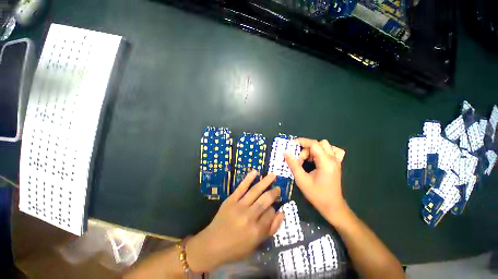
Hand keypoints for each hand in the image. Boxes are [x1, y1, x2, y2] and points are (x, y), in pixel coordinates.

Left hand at [186, 171, 283, 271]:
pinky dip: (248, 179)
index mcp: (256, 230)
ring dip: (265, 182)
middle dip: (273, 193)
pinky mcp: (231, 200)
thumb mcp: (256, 244)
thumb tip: (281, 213)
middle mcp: (249, 216)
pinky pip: (241, 187)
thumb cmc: (236, 247)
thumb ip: (271, 229)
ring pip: (255, 191)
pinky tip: (255, 172)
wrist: (212, 244)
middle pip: (265, 200)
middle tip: (278, 188)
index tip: (273, 208)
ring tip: (273, 175)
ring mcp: (239, 206)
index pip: (270, 213)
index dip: (273, 209)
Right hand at [285, 138, 346, 223]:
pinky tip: (317, 159)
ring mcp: (336, 161)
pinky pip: (330, 151)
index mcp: (326, 162)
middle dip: (307, 149)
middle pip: (319, 143)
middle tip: (300, 160)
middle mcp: (333, 159)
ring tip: (307, 161)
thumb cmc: (317, 195)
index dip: (301, 141)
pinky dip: (321, 152)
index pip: (314, 144)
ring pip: (324, 146)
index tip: (291, 145)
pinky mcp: (336, 164)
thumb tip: (286, 153)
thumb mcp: (301, 180)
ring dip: (313, 150)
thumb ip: (293, 165)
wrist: (332, 207)